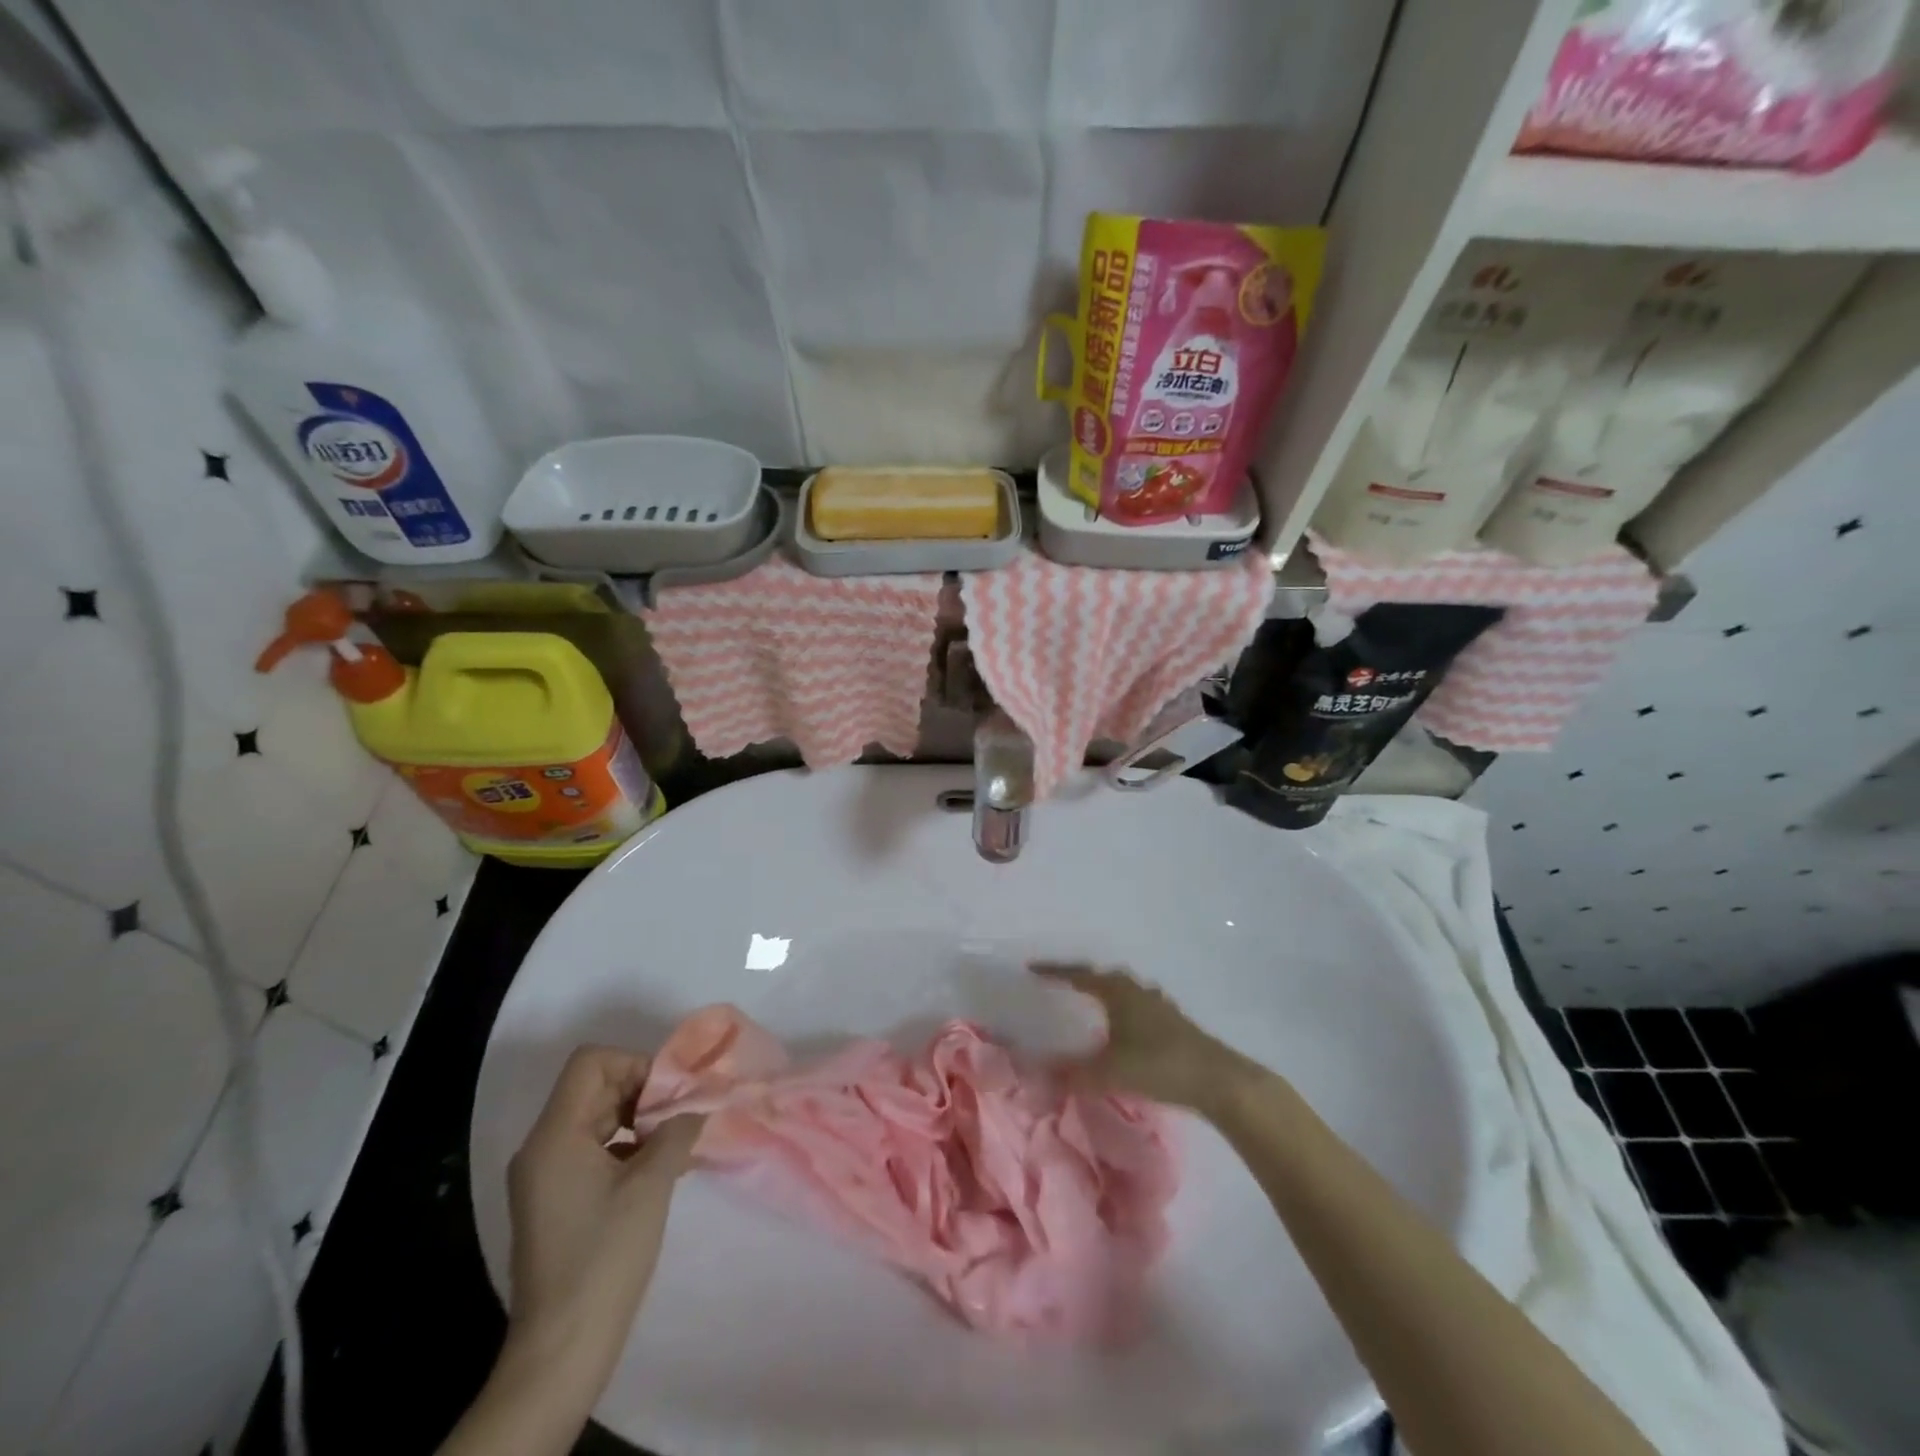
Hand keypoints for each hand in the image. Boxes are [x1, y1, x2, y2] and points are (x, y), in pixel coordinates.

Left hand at [502, 1045, 703, 1390]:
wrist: (562, 1349)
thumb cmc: (605, 1256)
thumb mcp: (652, 1184)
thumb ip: (677, 1131)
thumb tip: (698, 1105)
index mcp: (555, 1136)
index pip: (591, 1063)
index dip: (634, 1064)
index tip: (668, 1093)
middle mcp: (542, 1148)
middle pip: (594, 1087)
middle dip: (642, 1091)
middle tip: (681, 1113)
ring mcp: (544, 1176)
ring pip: (596, 1117)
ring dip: (638, 1118)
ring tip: (676, 1140)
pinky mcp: (554, 1200)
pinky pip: (593, 1149)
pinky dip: (627, 1145)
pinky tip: (659, 1168)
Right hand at [1032, 962, 1256, 1114]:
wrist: (1217, 1080)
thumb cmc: (1158, 1065)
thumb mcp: (1108, 1072)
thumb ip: (1070, 1074)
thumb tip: (1035, 1075)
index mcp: (1117, 991)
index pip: (1078, 974)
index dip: (1053, 972)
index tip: (1031, 969)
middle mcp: (1136, 989)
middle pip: (1102, 976)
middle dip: (1079, 978)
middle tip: (1058, 985)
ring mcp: (1158, 1004)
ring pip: (1123, 990)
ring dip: (1104, 993)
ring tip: (1088, 1004)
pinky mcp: (1173, 1022)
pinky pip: (1137, 1006)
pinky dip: (1123, 1011)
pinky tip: (1123, 1028)